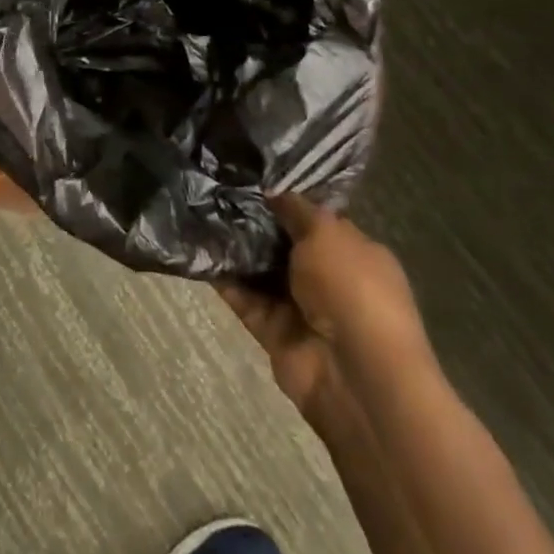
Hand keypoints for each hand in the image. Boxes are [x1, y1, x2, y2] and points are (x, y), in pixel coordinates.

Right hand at [221, 194, 423, 431]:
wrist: (355, 375)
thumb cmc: (352, 288)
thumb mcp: (327, 233)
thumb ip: (296, 209)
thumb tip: (273, 190)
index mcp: (354, 252)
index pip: (315, 220)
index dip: (286, 200)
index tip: (250, 178)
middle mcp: (328, 278)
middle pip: (284, 244)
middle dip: (254, 221)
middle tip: (216, 191)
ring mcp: (301, 308)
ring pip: (261, 271)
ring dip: (235, 249)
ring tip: (200, 213)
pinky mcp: (274, 333)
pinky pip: (244, 299)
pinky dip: (224, 280)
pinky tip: (198, 251)